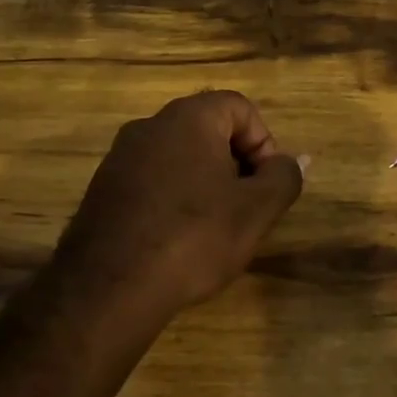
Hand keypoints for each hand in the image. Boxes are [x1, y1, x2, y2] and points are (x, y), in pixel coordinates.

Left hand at [48, 91, 304, 338]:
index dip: (264, 143)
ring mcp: (120, 157)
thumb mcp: (255, 210)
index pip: (240, 107)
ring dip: (206, 184)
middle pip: (209, 130)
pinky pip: (152, 180)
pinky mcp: (103, 189)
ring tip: (214, 228)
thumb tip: (293, 161)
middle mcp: (149, 126)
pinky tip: (177, 240)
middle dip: (236, 165)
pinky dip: (174, 199)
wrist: (109, 288)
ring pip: (180, 157)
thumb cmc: (193, 238)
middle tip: (245, 208)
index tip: (265, 185)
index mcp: (188, 118)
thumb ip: (283, 177)